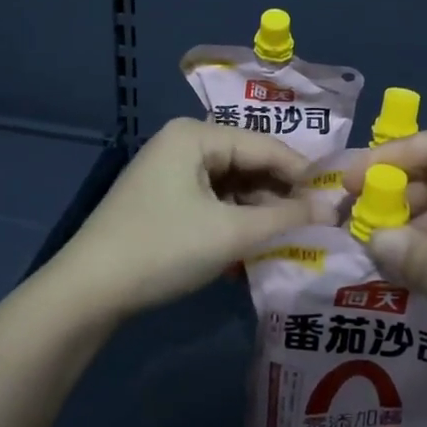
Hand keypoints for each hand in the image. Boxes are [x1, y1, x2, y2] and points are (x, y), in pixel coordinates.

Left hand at [51, 119, 319, 319]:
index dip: (304, 174)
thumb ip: (286, 218)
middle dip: (281, 193)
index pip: (265, 146)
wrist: (88, 291)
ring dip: (261, 209)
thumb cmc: (163, 249)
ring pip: (232, 184)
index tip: (338, 200)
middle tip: (318, 222)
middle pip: (248, 162)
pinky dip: (236, 219)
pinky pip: (213, 200)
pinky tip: (257, 241)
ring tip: (293, 235)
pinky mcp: (163, 199)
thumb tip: (333, 209)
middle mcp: (182, 143)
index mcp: (195, 135)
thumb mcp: (231, 233)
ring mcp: (170, 171)